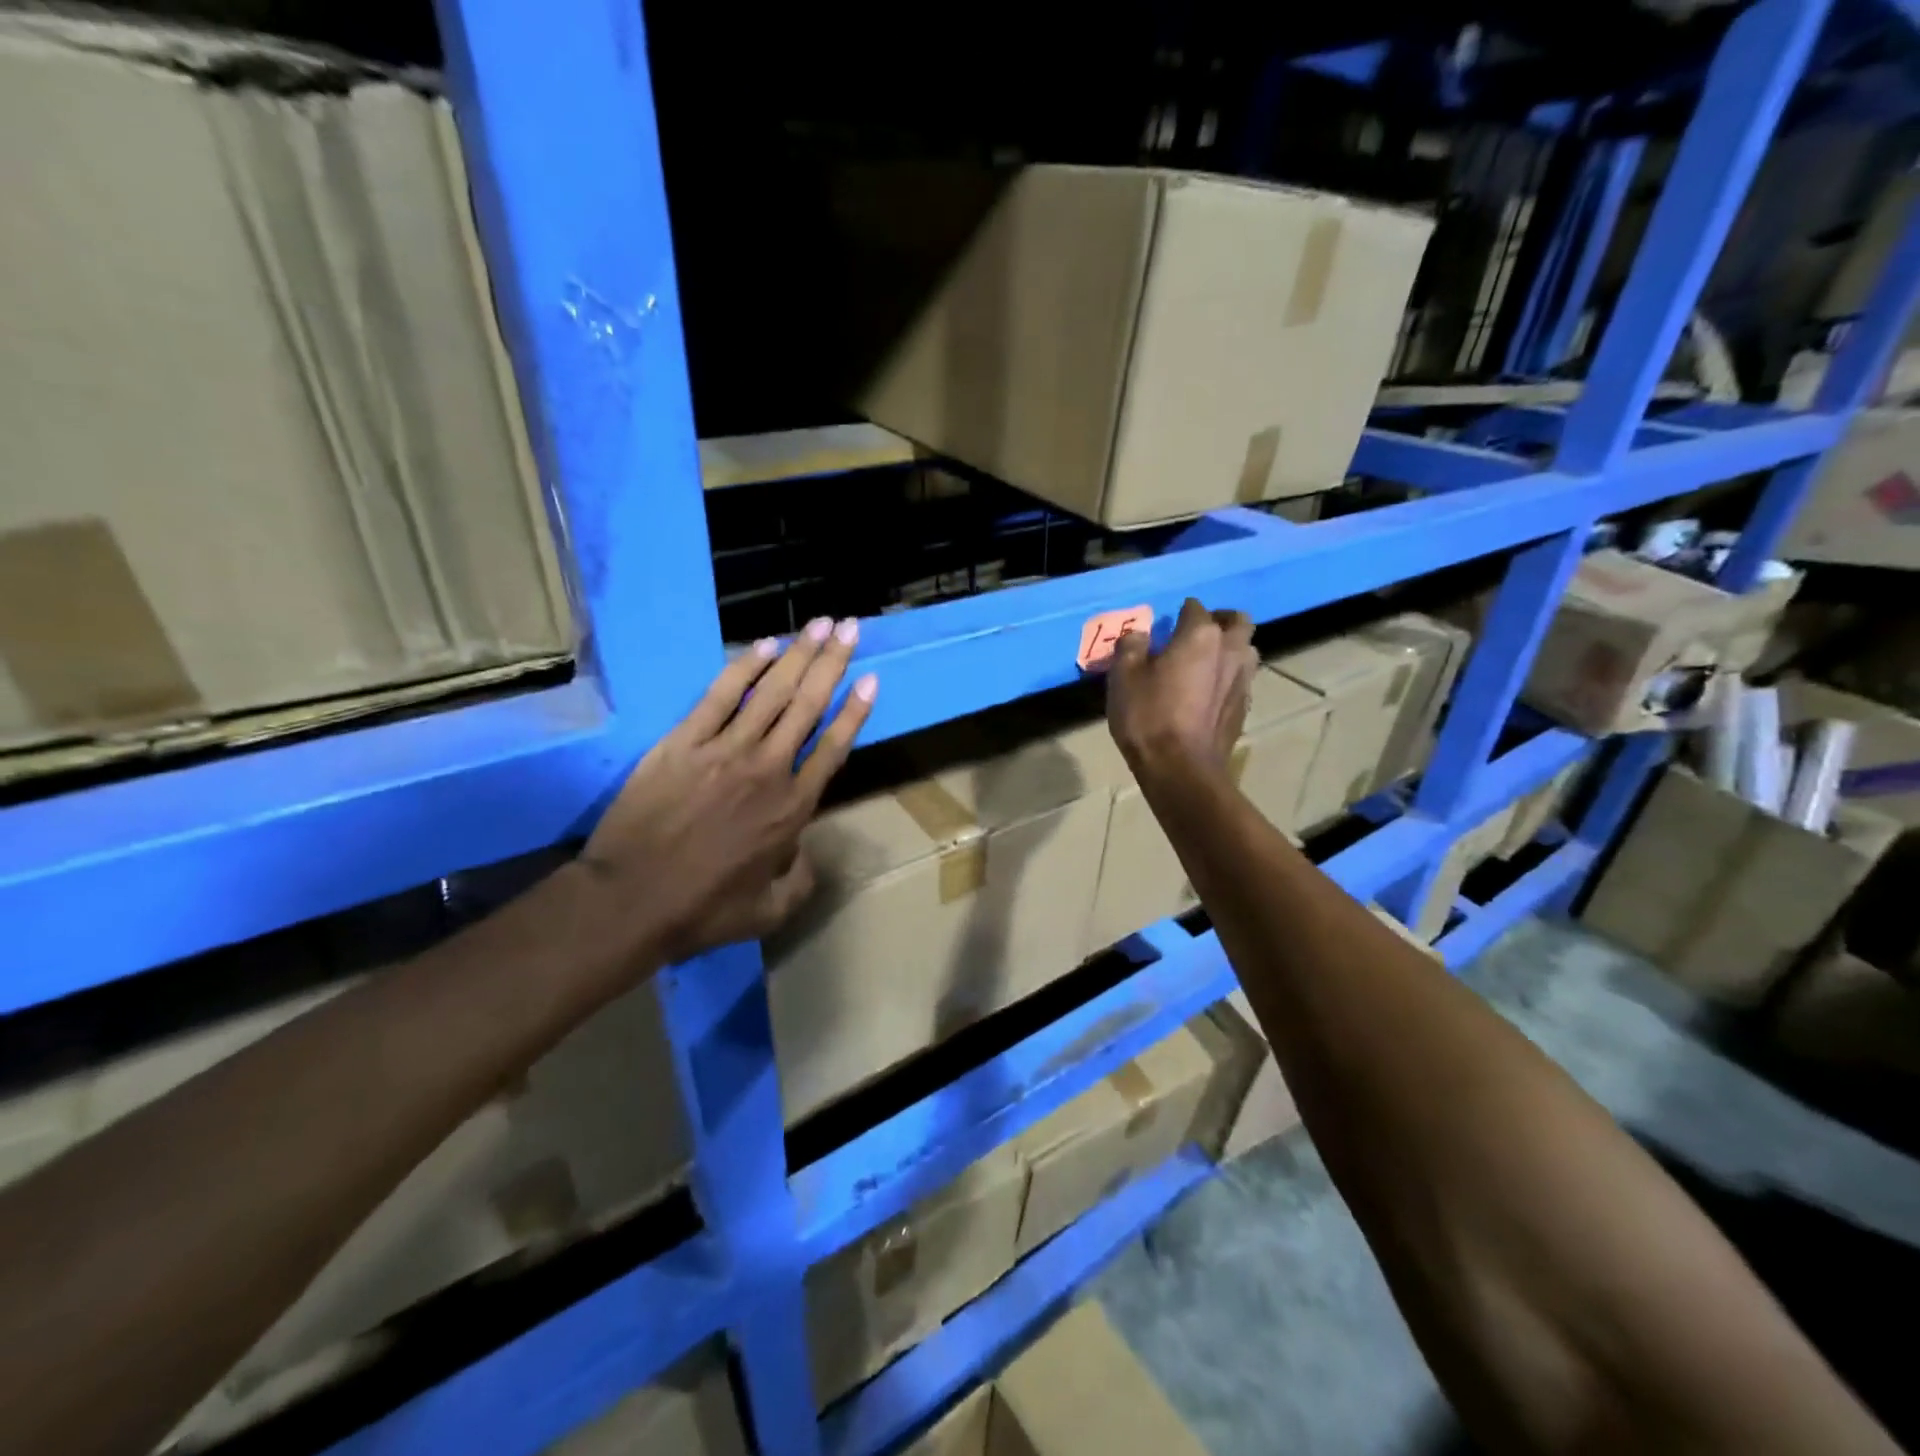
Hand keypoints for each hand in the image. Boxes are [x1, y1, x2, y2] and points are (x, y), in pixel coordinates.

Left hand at [579, 617, 876, 968]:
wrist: (630, 901)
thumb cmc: (704, 910)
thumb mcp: (771, 911)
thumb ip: (802, 880)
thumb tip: (806, 852)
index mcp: (793, 808)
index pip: (833, 747)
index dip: (855, 711)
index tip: (871, 679)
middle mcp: (768, 769)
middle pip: (808, 705)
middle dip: (832, 663)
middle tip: (850, 628)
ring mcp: (724, 750)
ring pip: (770, 692)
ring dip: (799, 654)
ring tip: (820, 624)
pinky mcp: (683, 742)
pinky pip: (719, 695)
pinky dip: (743, 668)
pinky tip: (763, 646)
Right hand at [1106, 598, 1255, 783]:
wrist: (1180, 768)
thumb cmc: (1148, 717)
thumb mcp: (1123, 677)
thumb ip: (1131, 646)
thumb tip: (1139, 635)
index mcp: (1200, 635)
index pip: (1195, 607)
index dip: (1179, 613)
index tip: (1165, 626)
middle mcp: (1230, 650)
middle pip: (1237, 621)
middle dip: (1220, 620)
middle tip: (1196, 634)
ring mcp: (1243, 679)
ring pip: (1246, 649)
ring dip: (1230, 648)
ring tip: (1206, 662)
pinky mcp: (1244, 706)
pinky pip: (1241, 678)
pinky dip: (1229, 676)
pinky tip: (1209, 692)